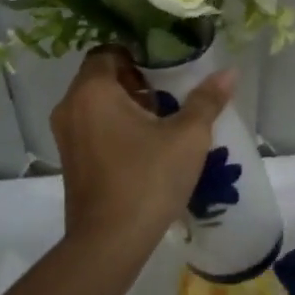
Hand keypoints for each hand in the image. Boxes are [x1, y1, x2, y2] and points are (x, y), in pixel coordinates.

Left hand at [50, 47, 236, 253]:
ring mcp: (66, 135)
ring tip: (163, 120)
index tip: (167, 68)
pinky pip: (91, 127)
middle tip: (171, 92)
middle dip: (136, 80)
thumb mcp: (187, 137)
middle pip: (102, 77)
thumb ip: (206, 100)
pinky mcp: (70, 160)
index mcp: (93, 90)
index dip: (139, 54)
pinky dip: (114, 126)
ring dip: (126, 105)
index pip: (109, 51)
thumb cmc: (147, 179)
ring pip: (97, 103)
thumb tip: (229, 72)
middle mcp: (71, 106)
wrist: (109, 242)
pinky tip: (145, 145)